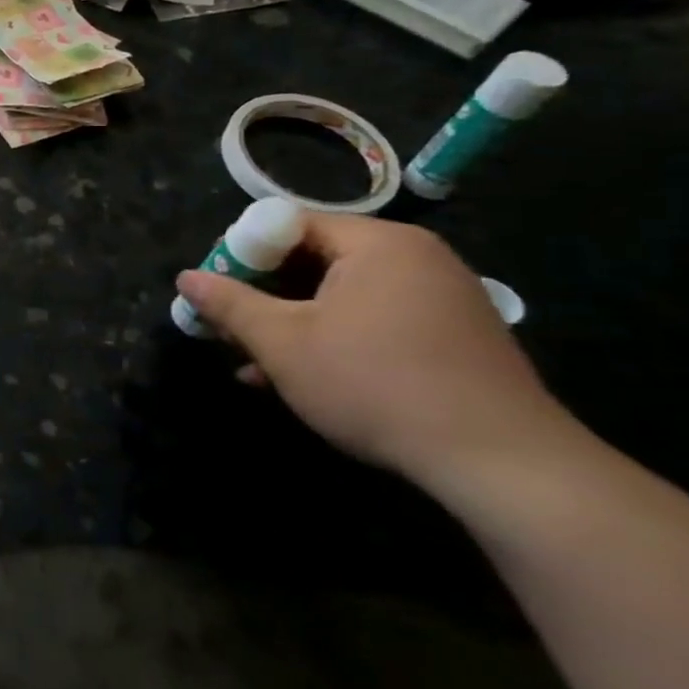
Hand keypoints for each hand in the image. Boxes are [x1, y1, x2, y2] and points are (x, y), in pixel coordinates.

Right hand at [175, 215, 570, 490]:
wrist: (502, 464)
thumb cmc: (376, 384)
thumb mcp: (283, 343)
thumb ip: (229, 304)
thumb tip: (185, 278)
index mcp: (378, 244)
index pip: (289, 224)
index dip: (242, 253)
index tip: (217, 289)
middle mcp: (415, 259)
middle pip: (315, 260)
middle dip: (264, 294)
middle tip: (229, 325)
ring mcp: (441, 299)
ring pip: (341, 297)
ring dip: (292, 323)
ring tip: (253, 360)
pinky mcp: (453, 338)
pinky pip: (375, 322)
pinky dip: (334, 340)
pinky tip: (299, 378)